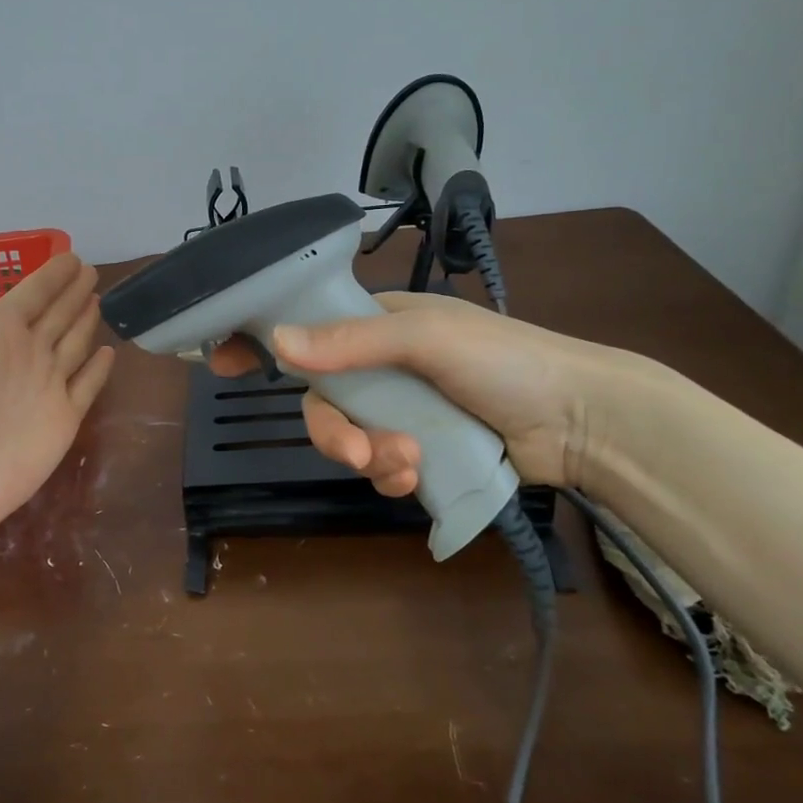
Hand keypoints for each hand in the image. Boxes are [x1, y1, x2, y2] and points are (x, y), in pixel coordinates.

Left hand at [0, 227, 115, 538]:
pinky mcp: (63, 418)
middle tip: (91, 271)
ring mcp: (46, 387)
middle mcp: (25, 353)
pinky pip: (86, 386)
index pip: (32, 293)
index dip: (52, 274)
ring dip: (84, 322)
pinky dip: (97, 369)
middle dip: (72, 293)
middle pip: (56, 315)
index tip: (71, 254)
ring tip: (98, 301)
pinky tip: (106, 353)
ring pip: (73, 344)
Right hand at [208, 292, 619, 491]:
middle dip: (333, 432)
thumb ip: (352, 342)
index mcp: (378, 325)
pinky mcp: (420, 449)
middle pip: (322, 399)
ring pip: (347, 437)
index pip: (306, 328)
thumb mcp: (427, 337)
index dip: (264, 344)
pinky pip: (378, 466)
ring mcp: (400, 410)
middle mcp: (380, 366)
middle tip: (356, 453)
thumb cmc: (504, 360)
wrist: (581, 420)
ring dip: (369, 457)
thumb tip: (278, 344)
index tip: (221, 363)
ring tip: (409, 465)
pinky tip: (419, 478)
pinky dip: (391, 476)